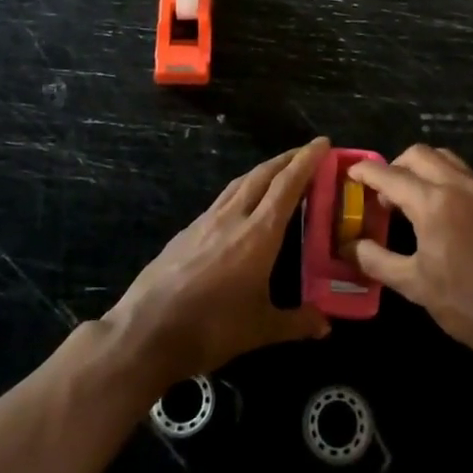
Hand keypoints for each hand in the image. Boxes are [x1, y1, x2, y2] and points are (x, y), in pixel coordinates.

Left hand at [106, 138, 331, 384]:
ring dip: (263, 171)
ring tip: (278, 170)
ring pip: (239, 183)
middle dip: (287, 159)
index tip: (322, 142)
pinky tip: (241, 203)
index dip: (306, 161)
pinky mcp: (186, 231)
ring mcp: (206, 221)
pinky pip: (221, 198)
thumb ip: (296, 322)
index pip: (287, 185)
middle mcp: (233, 217)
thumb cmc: (211, 328)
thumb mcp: (261, 329)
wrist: (147, 330)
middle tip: (308, 152)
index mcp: (258, 234)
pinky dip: (240, 189)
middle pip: (263, 175)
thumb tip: (326, 325)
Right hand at [350, 146, 472, 367]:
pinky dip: (445, 179)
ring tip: (411, 199)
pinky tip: (442, 213)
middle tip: (383, 194)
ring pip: (446, 159)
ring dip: (422, 168)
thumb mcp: (414, 286)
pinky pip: (465, 176)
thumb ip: (377, 260)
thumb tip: (350, 246)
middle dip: (395, 166)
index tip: (351, 173)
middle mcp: (459, 186)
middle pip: (419, 155)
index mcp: (434, 203)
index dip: (367, 171)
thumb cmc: (467, 304)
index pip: (391, 175)